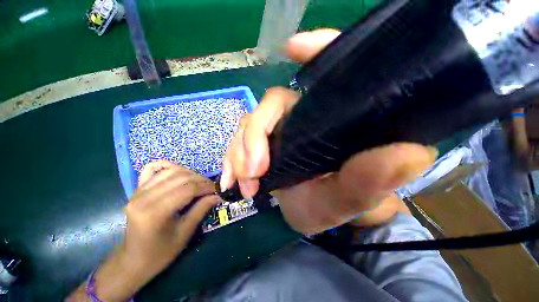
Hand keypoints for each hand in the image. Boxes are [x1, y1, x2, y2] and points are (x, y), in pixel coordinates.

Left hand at [67, 161, 219, 301]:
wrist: (133, 260)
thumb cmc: (161, 252)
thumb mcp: (185, 232)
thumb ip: (202, 209)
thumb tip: (218, 195)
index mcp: (154, 212)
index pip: (188, 189)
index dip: (206, 187)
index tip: (218, 190)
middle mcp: (143, 197)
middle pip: (181, 177)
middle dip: (201, 180)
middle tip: (211, 188)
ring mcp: (138, 191)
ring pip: (171, 171)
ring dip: (190, 174)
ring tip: (199, 183)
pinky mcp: (137, 189)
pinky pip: (153, 169)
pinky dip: (168, 167)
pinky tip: (178, 173)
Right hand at [220, 29, 436, 234]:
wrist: (317, 215)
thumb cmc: (339, 205)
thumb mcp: (353, 198)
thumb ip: (374, 178)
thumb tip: (412, 153)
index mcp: (333, 121)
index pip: (330, 74)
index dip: (316, 51)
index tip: (293, 47)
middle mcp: (304, 117)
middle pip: (271, 106)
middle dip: (255, 136)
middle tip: (253, 171)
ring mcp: (280, 130)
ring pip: (249, 125)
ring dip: (239, 153)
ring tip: (244, 182)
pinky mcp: (263, 145)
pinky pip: (239, 143)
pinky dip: (231, 160)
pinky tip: (231, 179)